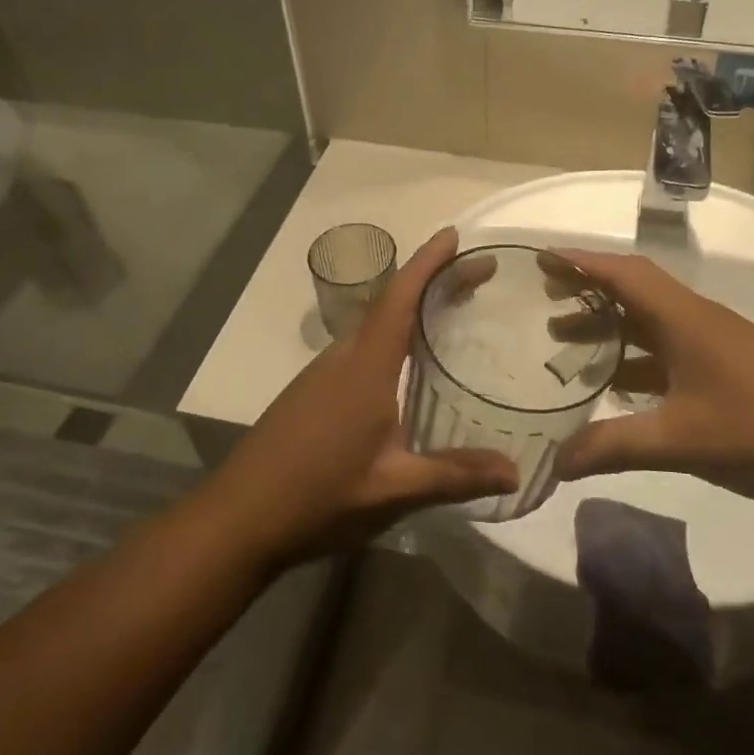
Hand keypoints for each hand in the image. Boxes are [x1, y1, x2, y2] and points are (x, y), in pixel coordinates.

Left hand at [198, 229, 516, 565]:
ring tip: (451, 314)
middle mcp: (342, 358)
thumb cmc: (318, 496)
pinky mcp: (310, 392)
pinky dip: (391, 337)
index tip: (454, 236)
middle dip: (432, 283)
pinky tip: (407, 366)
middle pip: (390, 303)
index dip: (427, 263)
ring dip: (411, 310)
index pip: (398, 298)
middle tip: (476, 279)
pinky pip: (360, 348)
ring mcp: (321, 374)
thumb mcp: (393, 490)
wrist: (238, 518)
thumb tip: (515, 471)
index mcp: (365, 368)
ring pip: (373, 326)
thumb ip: (454, 476)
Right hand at [553, 250, 753, 501]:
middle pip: (633, 291)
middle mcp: (695, 320)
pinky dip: (634, 360)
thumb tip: (554, 464)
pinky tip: (615, 387)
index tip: (540, 258)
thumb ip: (613, 448)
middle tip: (544, 299)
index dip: (580, 261)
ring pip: (649, 323)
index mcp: (683, 319)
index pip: (623, 273)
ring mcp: (713, 344)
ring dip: (609, 326)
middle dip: (587, 291)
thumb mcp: (678, 439)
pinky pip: (666, 351)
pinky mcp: (725, 368)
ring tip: (564, 342)